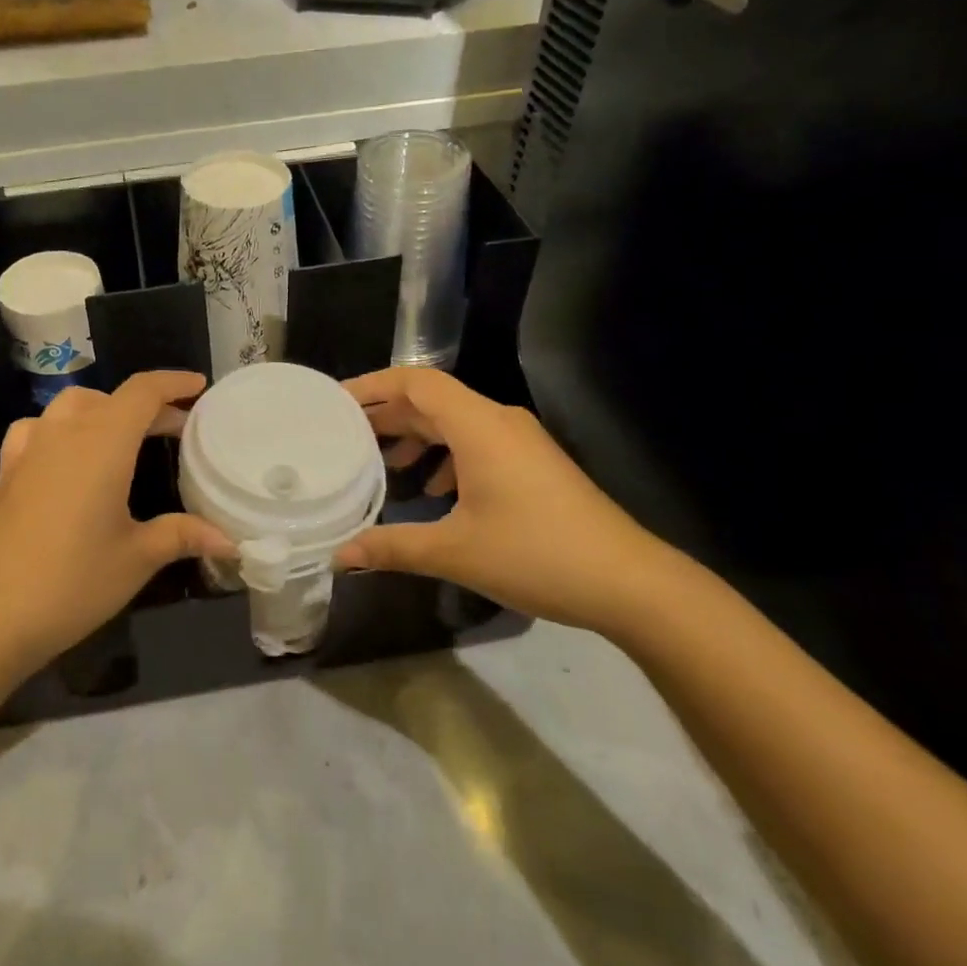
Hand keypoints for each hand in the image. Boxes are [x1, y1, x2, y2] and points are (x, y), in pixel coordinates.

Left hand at [0, 371, 233, 674]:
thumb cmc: (71, 581)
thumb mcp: (137, 558)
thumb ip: (183, 536)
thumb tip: (230, 541)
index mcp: (103, 442)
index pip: (142, 392)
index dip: (173, 383)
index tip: (199, 387)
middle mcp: (64, 432)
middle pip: (110, 398)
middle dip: (147, 406)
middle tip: (177, 428)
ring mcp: (28, 449)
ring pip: (71, 407)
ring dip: (104, 411)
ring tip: (126, 438)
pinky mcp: (5, 472)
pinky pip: (39, 429)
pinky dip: (64, 429)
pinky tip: (67, 458)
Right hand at [333, 367, 676, 631]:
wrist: (629, 582)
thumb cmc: (536, 554)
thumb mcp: (455, 552)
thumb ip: (392, 547)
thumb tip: (339, 556)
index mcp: (479, 426)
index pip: (416, 382)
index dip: (373, 386)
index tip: (337, 403)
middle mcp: (499, 421)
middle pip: (432, 400)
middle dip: (388, 415)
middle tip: (346, 435)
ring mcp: (521, 442)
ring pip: (456, 423)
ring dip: (417, 436)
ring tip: (383, 463)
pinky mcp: (534, 464)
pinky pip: (477, 443)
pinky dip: (446, 456)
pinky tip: (434, 491)